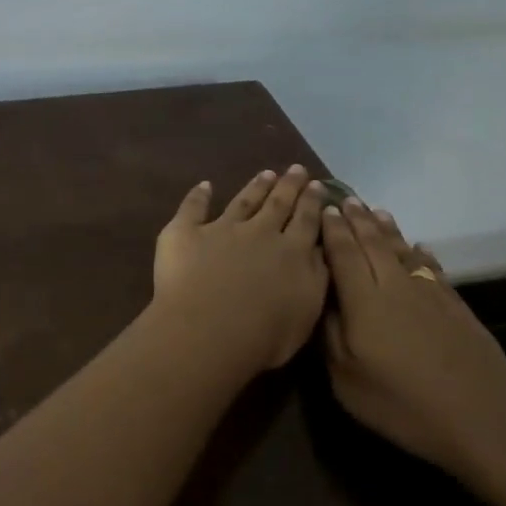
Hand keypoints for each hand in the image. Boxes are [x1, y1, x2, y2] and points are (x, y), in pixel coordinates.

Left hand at [152, 166, 330, 372]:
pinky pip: (192, 208)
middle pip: (278, 204)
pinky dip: (198, 195)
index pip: (307, 221)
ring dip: (255, 187)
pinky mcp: (186, 233)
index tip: (318, 186)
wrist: (209, 332)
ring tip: (266, 173)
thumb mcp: (306, 312)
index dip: (313, 202)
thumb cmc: (264, 336)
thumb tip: (320, 252)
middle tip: (296, 169)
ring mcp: (222, 229)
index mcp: (292, 252)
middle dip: (289, 186)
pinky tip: (204, 185)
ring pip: (243, 201)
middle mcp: (260, 233)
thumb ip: (316, 278)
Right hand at [320, 199, 505, 486]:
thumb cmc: (401, 404)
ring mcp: (429, 293)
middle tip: (346, 199)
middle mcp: (395, 285)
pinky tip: (419, 247)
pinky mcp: (455, 305)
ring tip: (376, 211)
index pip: (344, 254)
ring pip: (403, 250)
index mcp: (364, 301)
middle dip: (357, 220)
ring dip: (387, 229)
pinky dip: (420, 253)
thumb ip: (329, 335)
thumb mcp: (346, 380)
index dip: (333, 231)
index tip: (325, 209)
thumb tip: (322, 300)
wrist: (480, 418)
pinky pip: (431, 267)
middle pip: (373, 244)